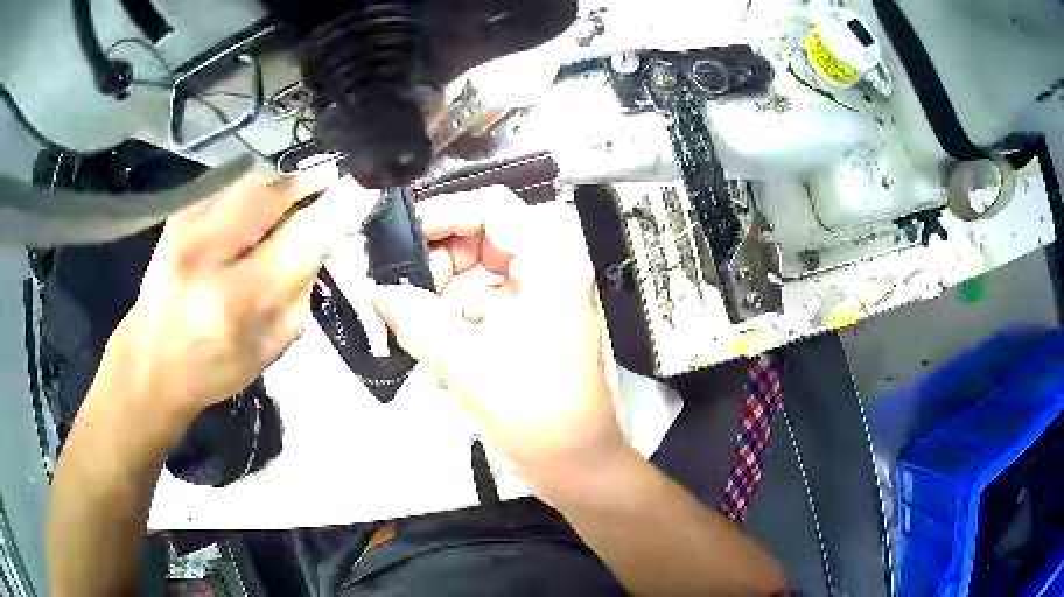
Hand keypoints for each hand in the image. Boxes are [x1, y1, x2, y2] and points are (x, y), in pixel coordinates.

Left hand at [105, 168, 370, 428]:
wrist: (153, 360)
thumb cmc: (217, 366)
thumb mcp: (272, 345)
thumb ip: (301, 288)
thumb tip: (323, 238)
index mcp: (239, 300)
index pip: (303, 237)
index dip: (339, 206)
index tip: (367, 184)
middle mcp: (209, 254)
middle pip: (272, 193)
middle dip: (310, 181)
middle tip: (333, 179)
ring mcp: (187, 227)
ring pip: (250, 182)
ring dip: (281, 184)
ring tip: (298, 191)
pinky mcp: (177, 214)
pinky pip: (227, 186)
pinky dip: (251, 190)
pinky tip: (257, 206)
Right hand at [372, 187, 628, 502]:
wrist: (577, 469)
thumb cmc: (538, 418)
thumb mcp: (469, 367)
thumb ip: (417, 321)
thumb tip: (377, 290)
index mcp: (550, 265)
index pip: (493, 208)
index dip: (444, 214)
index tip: (401, 242)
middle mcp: (548, 272)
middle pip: (481, 239)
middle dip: (438, 266)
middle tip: (403, 298)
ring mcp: (539, 300)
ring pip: (476, 276)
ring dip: (441, 301)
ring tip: (415, 336)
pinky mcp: (528, 327)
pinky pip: (481, 308)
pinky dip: (454, 325)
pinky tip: (435, 360)